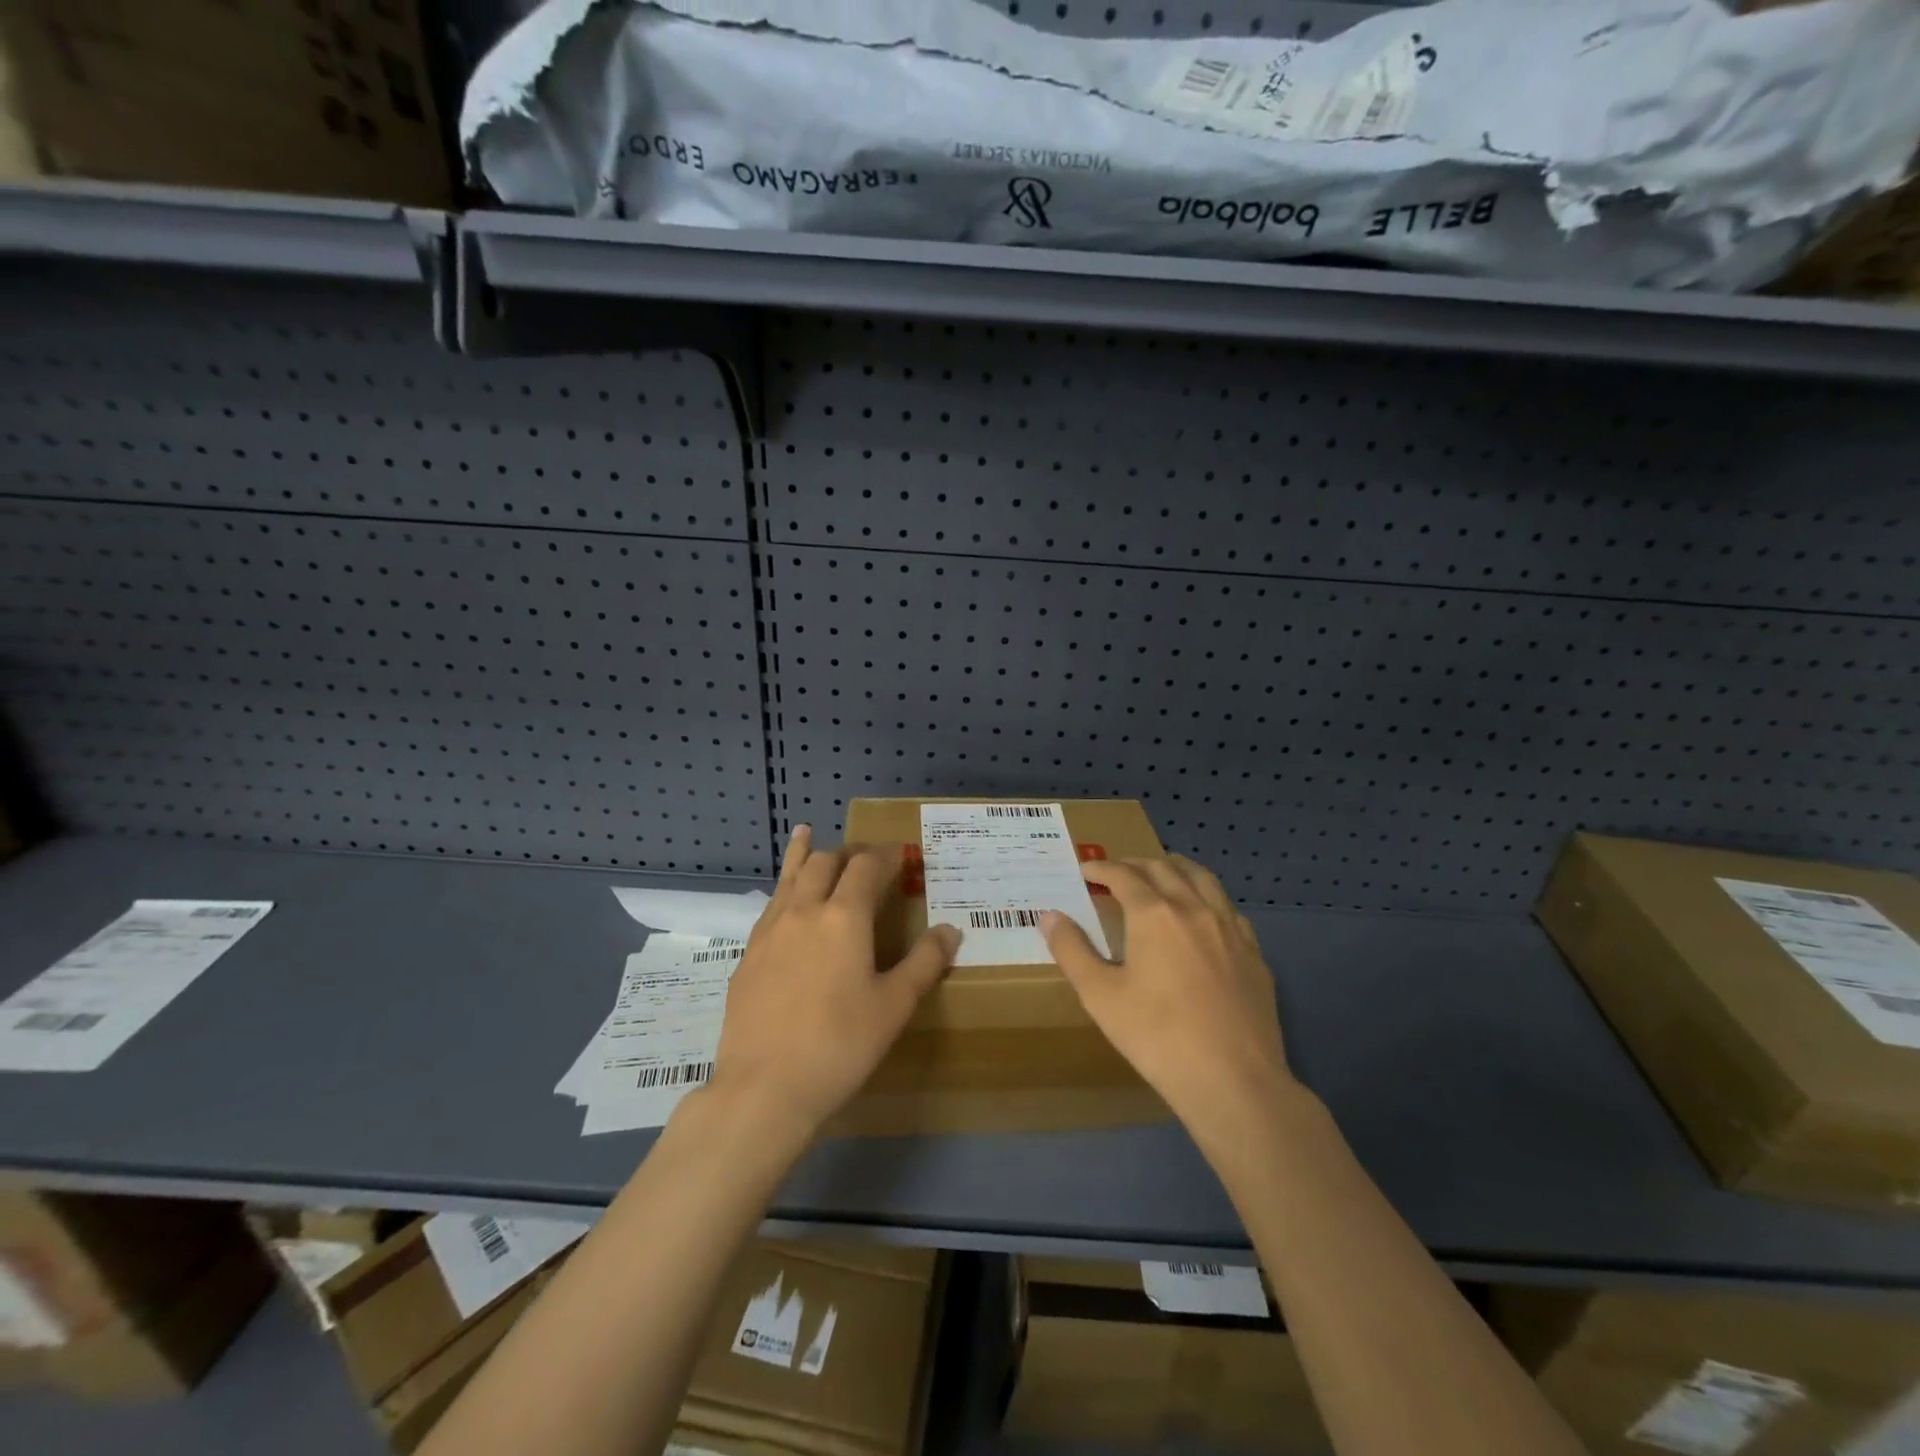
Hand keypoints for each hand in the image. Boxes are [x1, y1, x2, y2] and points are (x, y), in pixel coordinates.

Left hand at [707, 826, 959, 1136]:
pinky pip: (771, 905)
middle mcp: (804, 911)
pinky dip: (785, 888)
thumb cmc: (840, 1045)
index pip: (867, 867)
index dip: (886, 855)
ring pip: (790, 877)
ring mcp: (770, 931)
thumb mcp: (895, 1006)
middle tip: (866, 859)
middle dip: (849, 853)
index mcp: (844, 917)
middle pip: (825, 862)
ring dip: (806, 855)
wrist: (764, 1088)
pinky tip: (787, 900)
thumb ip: (925, 962)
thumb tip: (950, 929)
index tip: (902, 855)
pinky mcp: (748, 955)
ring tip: (806, 833)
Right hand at [1041, 855, 1296, 1142]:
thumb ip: (1072, 950)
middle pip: (1163, 868)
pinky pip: (1229, 909)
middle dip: (1135, 864)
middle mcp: (1194, 909)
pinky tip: (1203, 918)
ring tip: (1160, 875)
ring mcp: (1230, 929)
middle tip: (1115, 871)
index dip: (1100, 868)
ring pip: (1203, 879)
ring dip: (1175, 869)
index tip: (1084, 871)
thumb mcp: (1100, 996)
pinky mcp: (1254, 954)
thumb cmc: (1158, 1037)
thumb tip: (1049, 915)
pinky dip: (1207, 899)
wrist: (1234, 1081)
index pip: (1123, 875)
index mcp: (1154, 914)